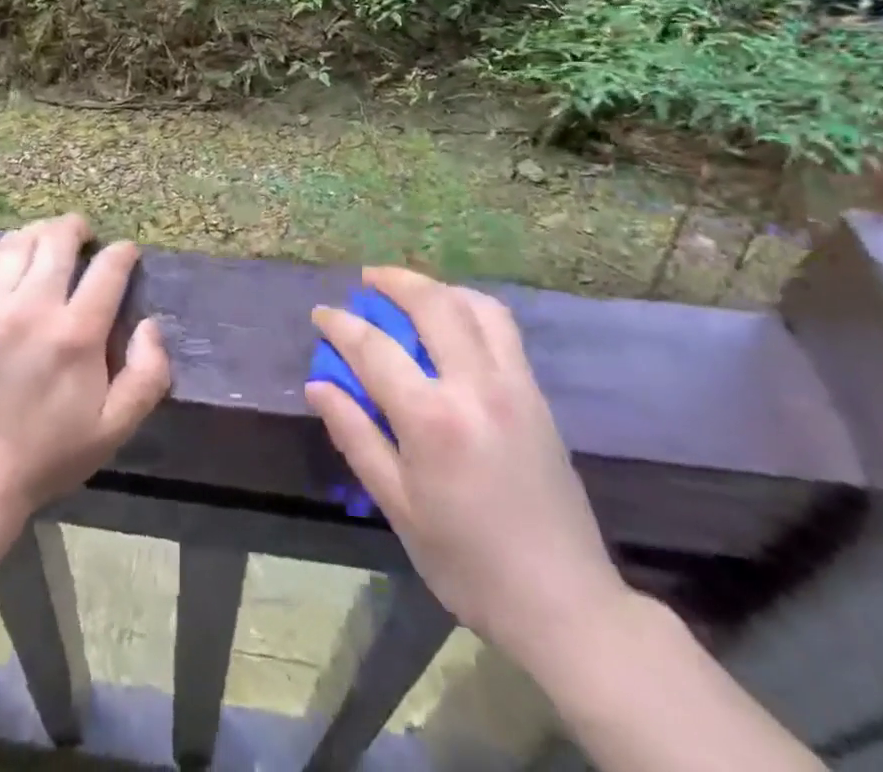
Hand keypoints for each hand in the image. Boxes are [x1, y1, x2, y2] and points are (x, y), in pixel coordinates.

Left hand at [0, 214, 172, 522]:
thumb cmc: (48, 454)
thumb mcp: (115, 427)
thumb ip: (148, 374)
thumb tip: (150, 324)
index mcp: (75, 335)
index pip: (108, 268)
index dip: (123, 252)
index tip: (126, 252)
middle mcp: (31, 309)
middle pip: (57, 240)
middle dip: (76, 228)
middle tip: (82, 234)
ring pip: (17, 245)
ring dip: (39, 234)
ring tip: (46, 240)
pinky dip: (2, 252)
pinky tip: (10, 258)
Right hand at [305, 267, 629, 668]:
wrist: (564, 603)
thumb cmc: (468, 563)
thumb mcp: (399, 507)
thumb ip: (356, 436)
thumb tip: (318, 385)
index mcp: (433, 419)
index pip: (374, 348)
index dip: (341, 325)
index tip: (321, 314)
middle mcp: (475, 386)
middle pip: (432, 304)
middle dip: (394, 281)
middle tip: (367, 280)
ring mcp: (514, 384)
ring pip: (475, 305)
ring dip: (437, 288)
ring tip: (411, 292)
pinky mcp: (537, 394)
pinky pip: (502, 328)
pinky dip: (471, 307)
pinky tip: (453, 323)